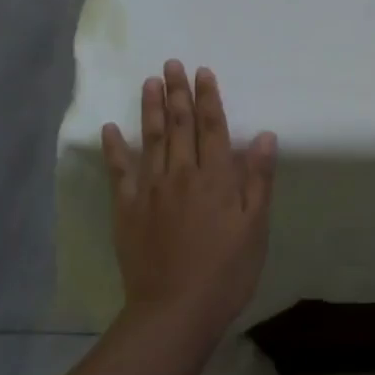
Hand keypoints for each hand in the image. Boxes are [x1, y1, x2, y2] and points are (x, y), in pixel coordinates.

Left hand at [101, 60, 276, 340]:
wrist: (175, 311)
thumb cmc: (226, 272)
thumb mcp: (255, 228)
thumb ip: (258, 180)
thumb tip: (264, 136)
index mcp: (216, 178)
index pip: (212, 127)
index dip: (208, 98)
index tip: (203, 72)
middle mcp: (182, 174)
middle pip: (180, 125)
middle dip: (178, 92)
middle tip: (172, 64)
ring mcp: (150, 190)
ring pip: (151, 139)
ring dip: (151, 108)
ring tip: (149, 81)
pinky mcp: (127, 209)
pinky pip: (119, 172)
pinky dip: (114, 148)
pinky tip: (110, 128)